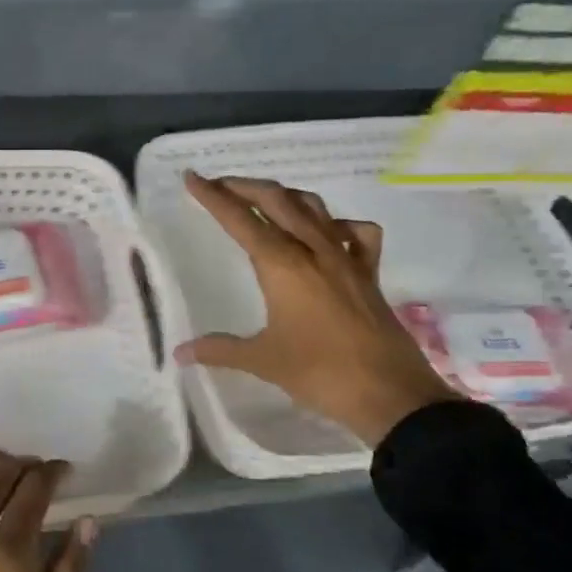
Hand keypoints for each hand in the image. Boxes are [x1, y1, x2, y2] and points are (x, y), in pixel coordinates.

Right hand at [178, 171, 458, 446]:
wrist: (390, 393)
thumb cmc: (320, 373)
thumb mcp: (263, 360)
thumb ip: (220, 350)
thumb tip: (180, 353)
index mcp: (282, 265)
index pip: (240, 220)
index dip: (213, 197)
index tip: (192, 177)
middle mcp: (313, 250)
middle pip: (276, 200)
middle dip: (244, 187)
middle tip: (219, 185)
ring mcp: (346, 258)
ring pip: (313, 207)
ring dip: (284, 196)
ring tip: (264, 199)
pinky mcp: (369, 273)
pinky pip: (355, 233)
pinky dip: (336, 224)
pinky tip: (328, 233)